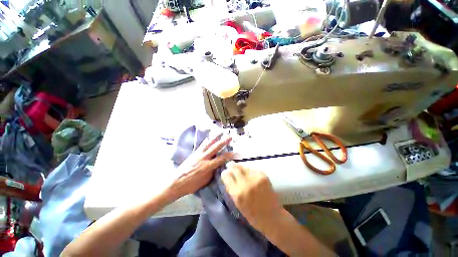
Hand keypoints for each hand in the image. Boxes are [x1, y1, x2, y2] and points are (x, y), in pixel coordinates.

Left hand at [167, 132, 233, 199]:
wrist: (176, 183)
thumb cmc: (192, 185)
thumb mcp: (205, 180)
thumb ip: (213, 171)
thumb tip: (218, 165)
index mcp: (208, 166)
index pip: (221, 159)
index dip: (230, 155)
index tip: (236, 152)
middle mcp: (204, 158)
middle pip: (215, 148)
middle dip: (223, 141)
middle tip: (229, 136)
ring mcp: (198, 154)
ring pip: (208, 144)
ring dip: (215, 137)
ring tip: (220, 132)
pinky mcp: (194, 153)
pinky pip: (201, 145)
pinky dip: (206, 140)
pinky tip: (208, 137)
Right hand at [221, 164, 281, 231]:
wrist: (272, 217)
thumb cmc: (253, 215)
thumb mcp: (237, 204)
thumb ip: (231, 189)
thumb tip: (226, 175)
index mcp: (238, 193)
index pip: (227, 176)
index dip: (225, 173)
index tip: (225, 173)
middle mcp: (246, 183)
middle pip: (235, 168)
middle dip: (231, 167)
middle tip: (230, 166)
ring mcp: (256, 178)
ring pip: (244, 167)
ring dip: (240, 169)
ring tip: (240, 172)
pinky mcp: (263, 176)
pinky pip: (252, 169)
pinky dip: (249, 171)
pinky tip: (249, 175)